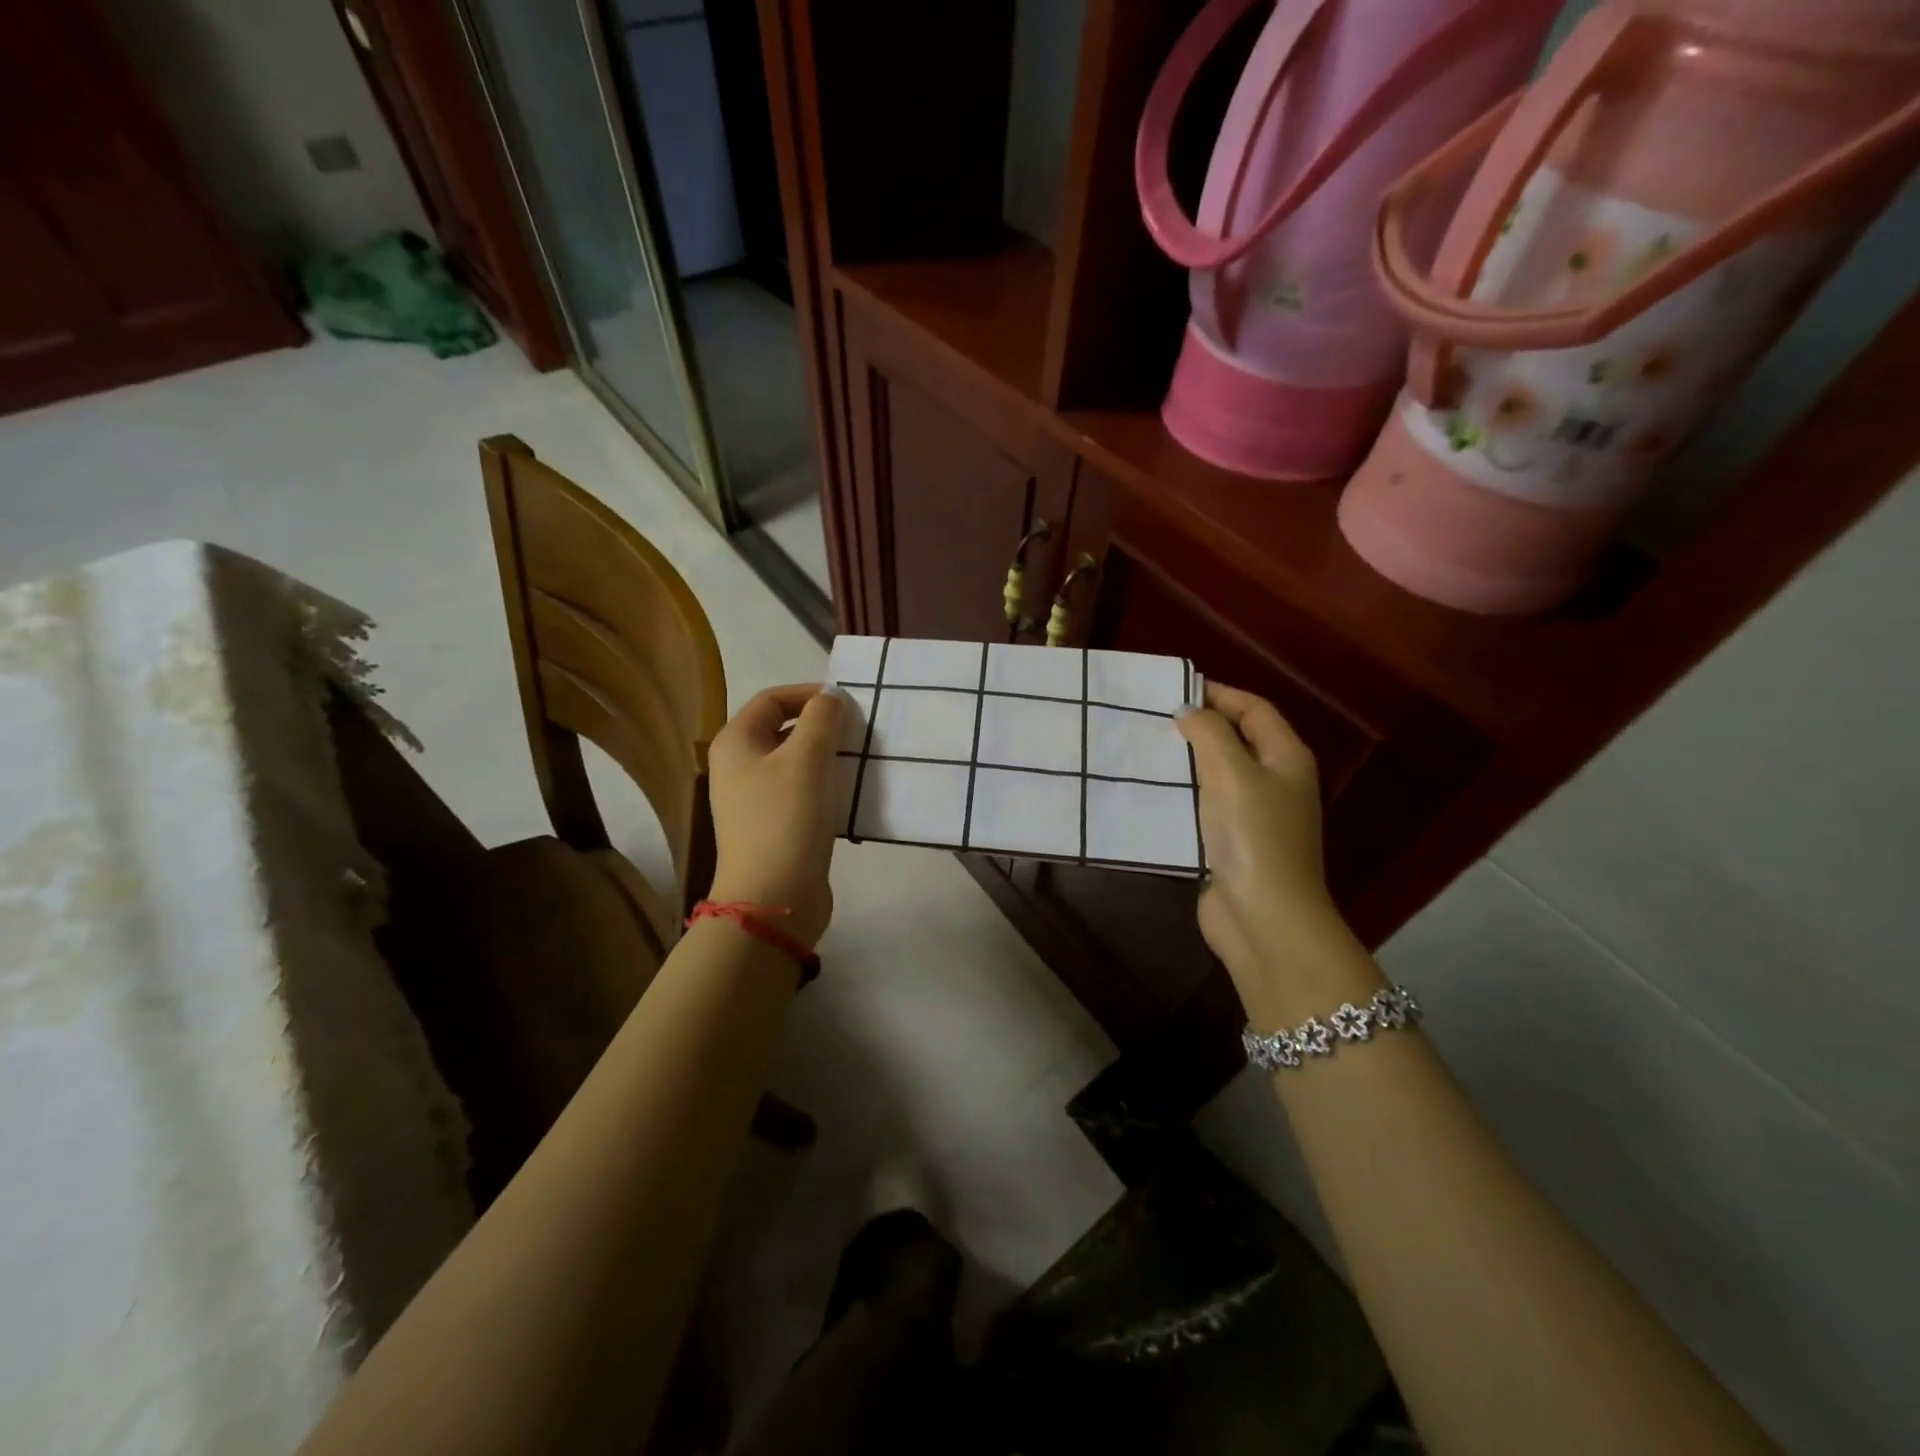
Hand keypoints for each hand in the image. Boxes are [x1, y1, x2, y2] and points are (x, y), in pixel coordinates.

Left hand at [706, 683, 844, 946]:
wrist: (773, 898)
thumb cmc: (785, 820)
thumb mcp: (806, 760)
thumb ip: (821, 719)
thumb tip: (831, 697)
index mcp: (736, 743)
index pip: (771, 699)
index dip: (808, 694)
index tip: (848, 702)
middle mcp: (739, 767)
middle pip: (782, 729)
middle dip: (821, 724)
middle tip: (859, 728)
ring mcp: (755, 799)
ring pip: (795, 762)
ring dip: (827, 754)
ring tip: (860, 756)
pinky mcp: (775, 826)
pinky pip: (802, 791)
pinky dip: (825, 783)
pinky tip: (850, 790)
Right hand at [1177, 683, 1352, 992]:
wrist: (1264, 918)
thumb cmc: (1253, 837)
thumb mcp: (1232, 773)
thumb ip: (1209, 734)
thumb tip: (1188, 711)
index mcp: (1286, 758)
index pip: (1254, 709)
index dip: (1218, 694)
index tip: (1172, 691)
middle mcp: (1275, 782)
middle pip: (1236, 739)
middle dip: (1198, 727)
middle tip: (1151, 719)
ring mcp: (1254, 815)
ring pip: (1217, 774)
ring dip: (1185, 762)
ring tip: (1143, 750)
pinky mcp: (1231, 843)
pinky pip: (1204, 806)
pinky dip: (1181, 795)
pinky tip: (1150, 793)